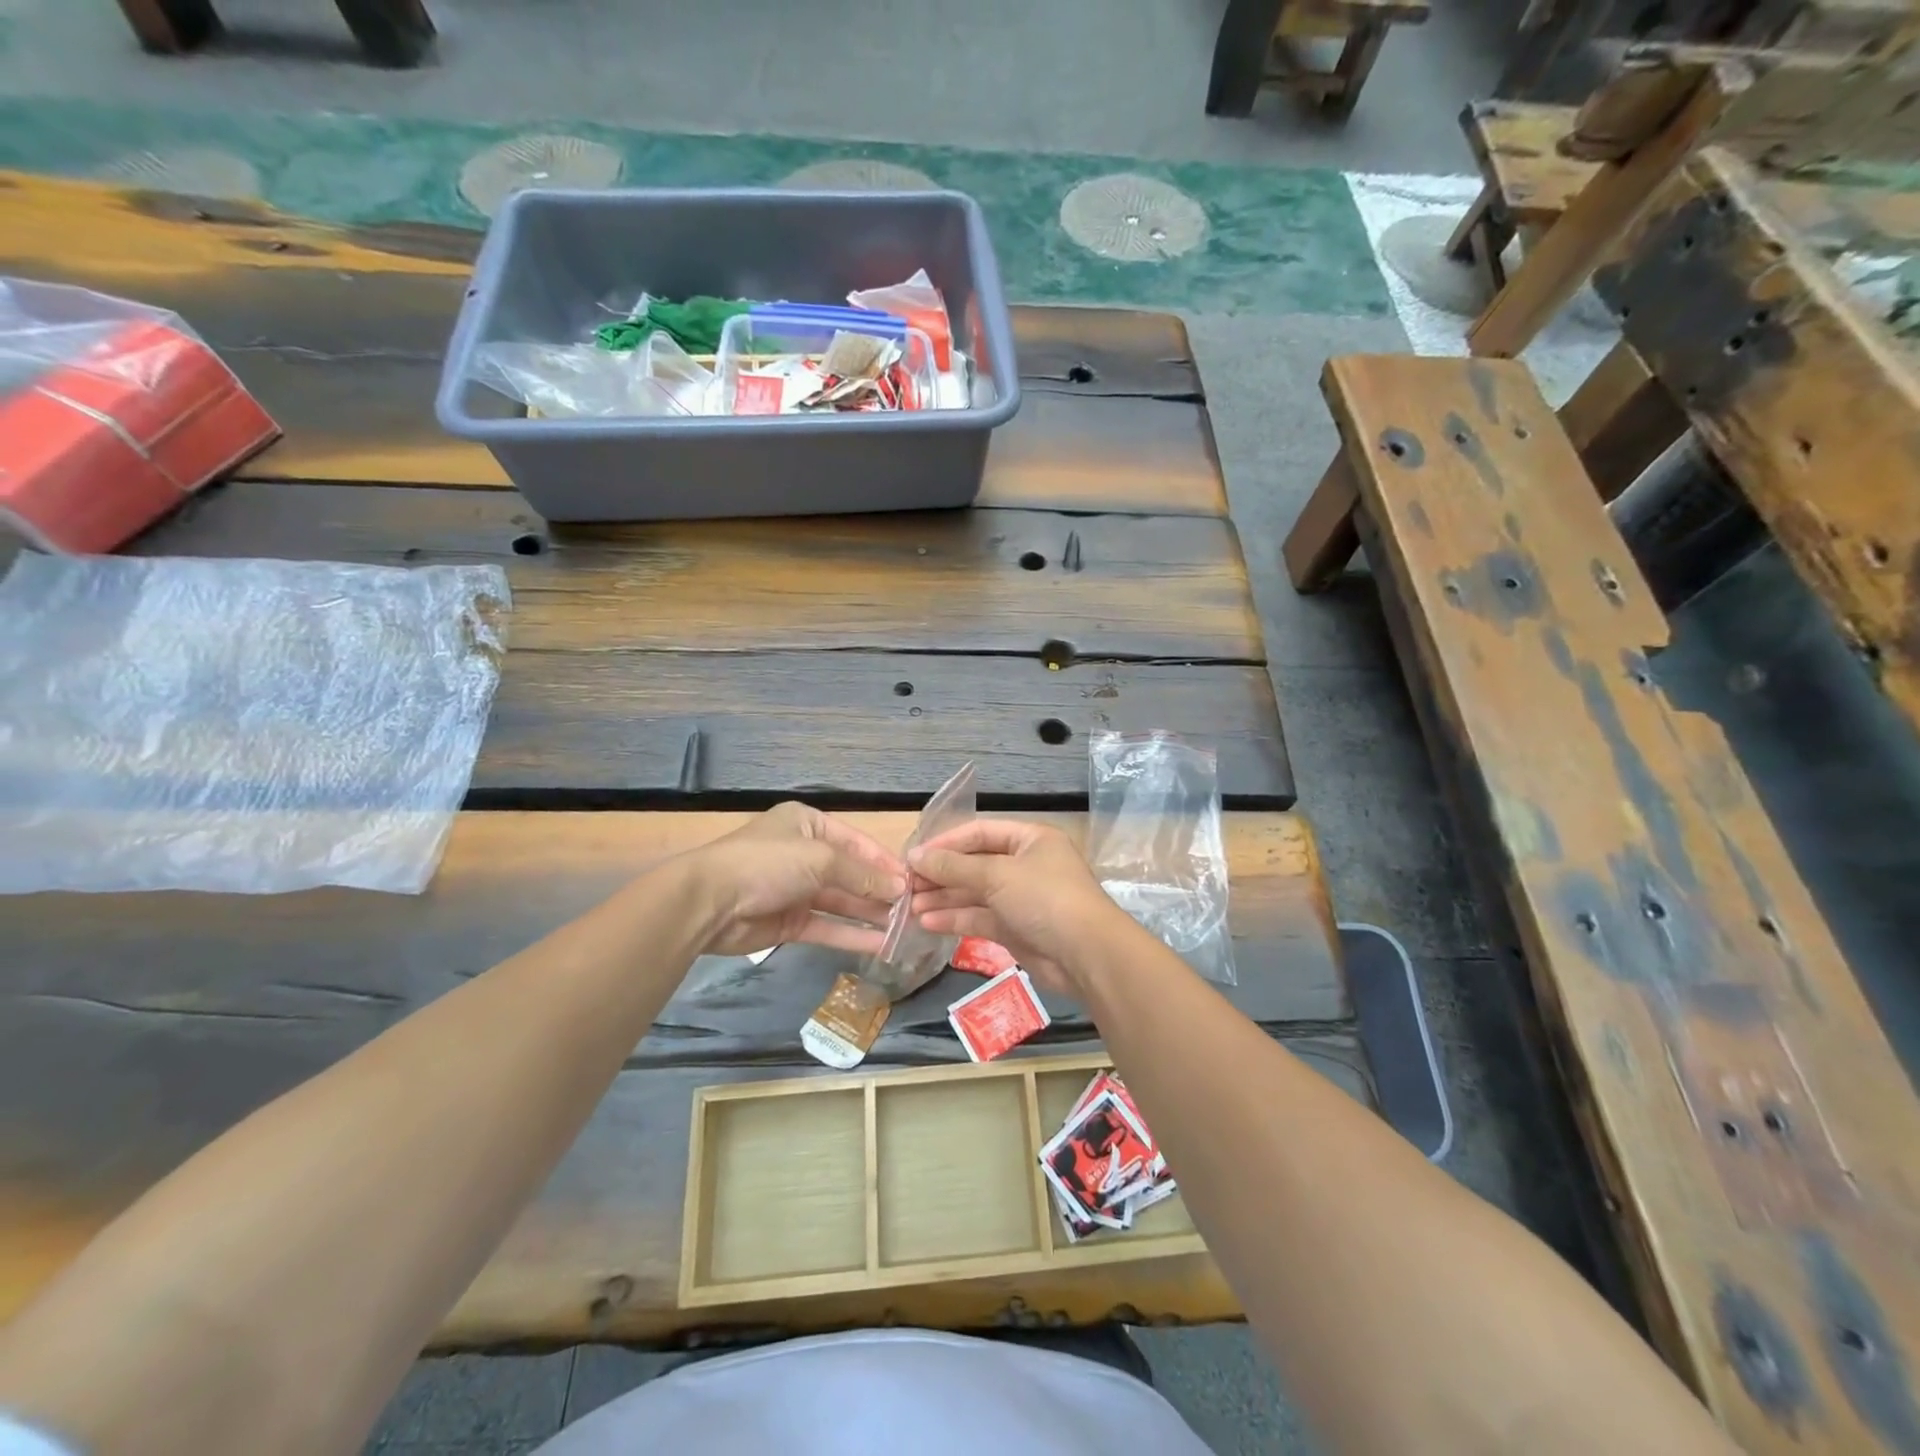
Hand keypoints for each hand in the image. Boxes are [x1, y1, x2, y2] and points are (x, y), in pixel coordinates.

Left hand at [682, 803, 906, 957]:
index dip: (885, 861)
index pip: (856, 842)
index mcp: (808, 824)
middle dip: (880, 890)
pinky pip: (827, 926)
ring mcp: (796, 889)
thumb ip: (862, 875)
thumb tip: (900, 887)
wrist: (709, 902)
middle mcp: (804, 853)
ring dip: (870, 913)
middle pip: (850, 872)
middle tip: (914, 908)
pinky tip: (881, 945)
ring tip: (904, 928)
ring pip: (841, 902)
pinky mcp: (789, 922)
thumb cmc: (768, 863)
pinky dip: (852, 934)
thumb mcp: (820, 859)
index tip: (915, 880)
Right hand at [907, 820, 1121, 995]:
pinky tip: (927, 922)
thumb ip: (954, 866)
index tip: (914, 855)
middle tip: (905, 884)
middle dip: (941, 874)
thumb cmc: (1044, 898)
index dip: (946, 842)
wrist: (1086, 955)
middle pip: (975, 864)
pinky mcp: (1016, 929)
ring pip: (974, 894)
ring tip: (908, 906)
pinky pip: (980, 918)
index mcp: (1030, 839)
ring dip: (943, 898)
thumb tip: (915, 855)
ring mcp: (1020, 899)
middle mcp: (1025, 865)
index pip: (980, 832)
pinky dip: (955, 919)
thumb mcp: (997, 874)